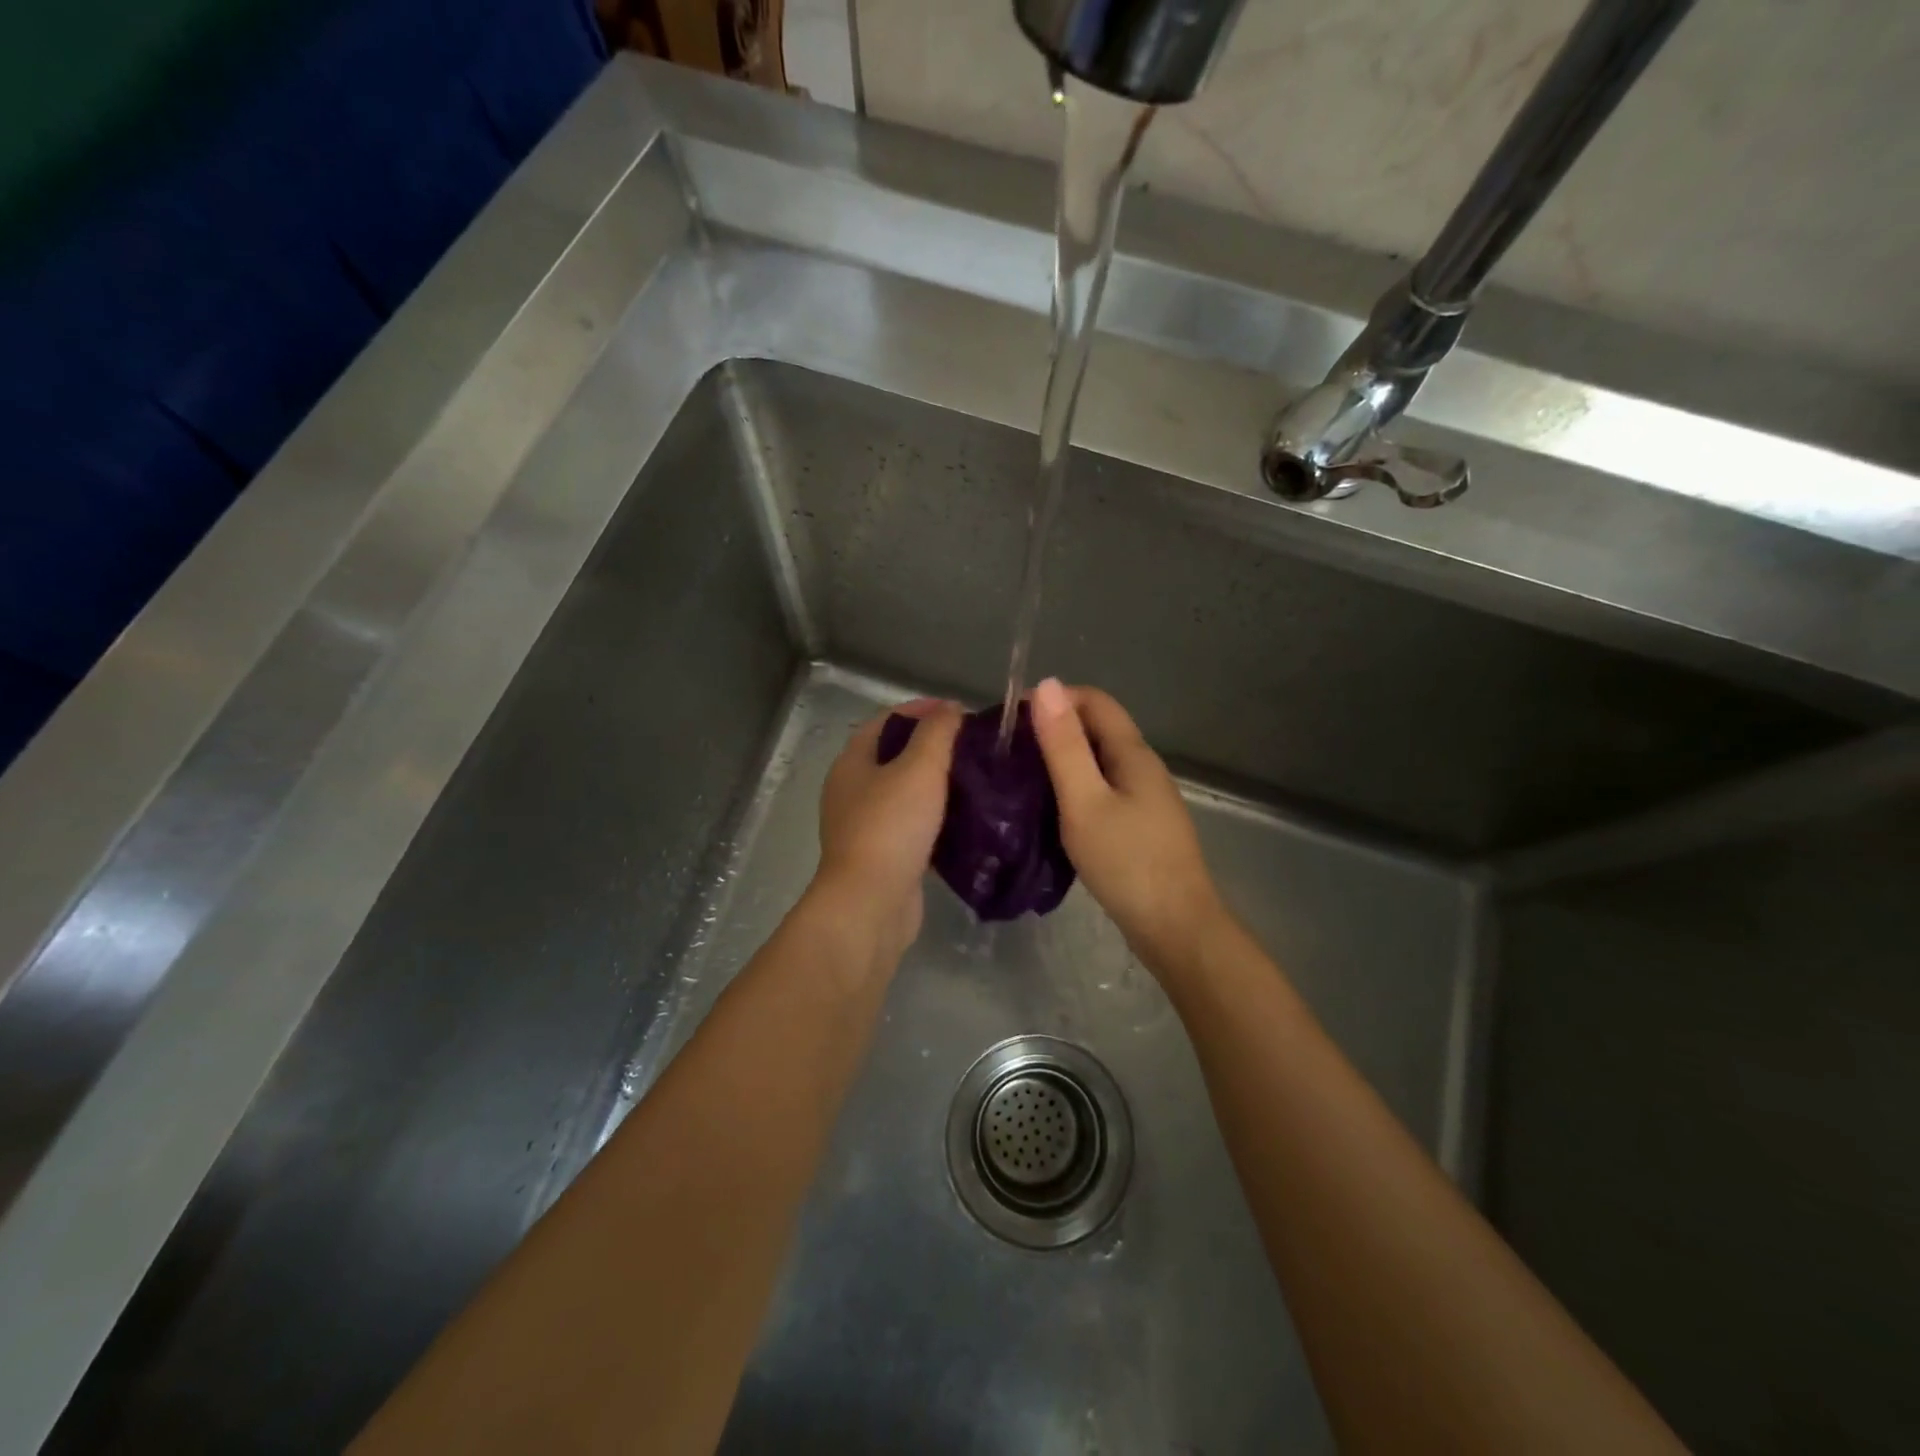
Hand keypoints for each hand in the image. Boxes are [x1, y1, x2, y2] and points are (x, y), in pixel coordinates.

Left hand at [814, 698, 962, 956]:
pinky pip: (913, 826)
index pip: (885, 721)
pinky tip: (967, 819)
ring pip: (906, 793)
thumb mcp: (919, 768)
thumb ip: (937, 732)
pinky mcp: (883, 856)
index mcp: (852, 763)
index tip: (959, 711)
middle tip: (973, 746)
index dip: (920, 709)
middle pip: (895, 756)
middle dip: (932, 747)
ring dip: (937, 784)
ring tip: (977, 778)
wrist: (871, 903)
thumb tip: (951, 709)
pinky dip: (937, 818)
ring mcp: (865, 826)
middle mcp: (852, 791)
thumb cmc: (891, 827)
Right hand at [1030, 678, 1223, 968]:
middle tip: (1011, 753)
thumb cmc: (1126, 863)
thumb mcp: (1085, 802)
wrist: (1175, 927)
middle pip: (1098, 729)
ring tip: (1023, 780)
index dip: (1055, 700)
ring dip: (1063, 761)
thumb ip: (1064, 747)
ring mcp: (1145, 798)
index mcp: (1133, 753)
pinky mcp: (1141, 825)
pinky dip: (1075, 789)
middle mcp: (1143, 767)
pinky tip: (1053, 811)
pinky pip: (1103, 790)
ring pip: (1099, 762)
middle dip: (1055, 730)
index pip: (1095, 701)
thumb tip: (1048, 685)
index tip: (1014, 722)